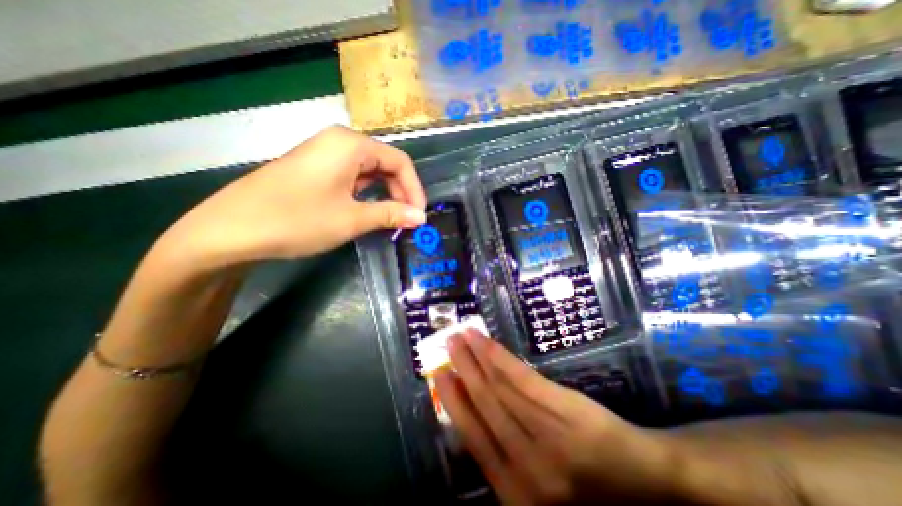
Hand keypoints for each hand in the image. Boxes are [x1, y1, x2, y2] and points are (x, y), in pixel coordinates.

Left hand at [155, 124, 425, 267]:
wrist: (230, 230)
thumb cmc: (298, 219)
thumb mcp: (352, 219)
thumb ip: (392, 214)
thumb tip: (421, 217)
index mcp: (351, 145)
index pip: (400, 162)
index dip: (415, 189)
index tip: (419, 215)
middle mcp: (340, 142)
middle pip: (385, 164)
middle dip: (401, 192)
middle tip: (407, 220)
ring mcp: (325, 154)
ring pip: (369, 171)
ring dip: (385, 194)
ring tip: (391, 219)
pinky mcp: (315, 168)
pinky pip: (352, 177)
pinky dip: (367, 194)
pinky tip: (368, 210)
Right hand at [435, 330, 676, 502]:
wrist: (646, 483)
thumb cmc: (588, 490)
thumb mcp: (537, 489)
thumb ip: (503, 458)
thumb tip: (471, 415)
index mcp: (515, 492)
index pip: (473, 437)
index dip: (453, 401)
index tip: (440, 374)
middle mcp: (525, 464)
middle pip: (484, 405)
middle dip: (462, 370)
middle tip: (448, 344)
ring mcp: (546, 434)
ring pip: (499, 387)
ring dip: (476, 357)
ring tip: (462, 336)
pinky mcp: (563, 409)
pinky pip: (522, 379)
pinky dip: (500, 358)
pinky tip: (487, 342)